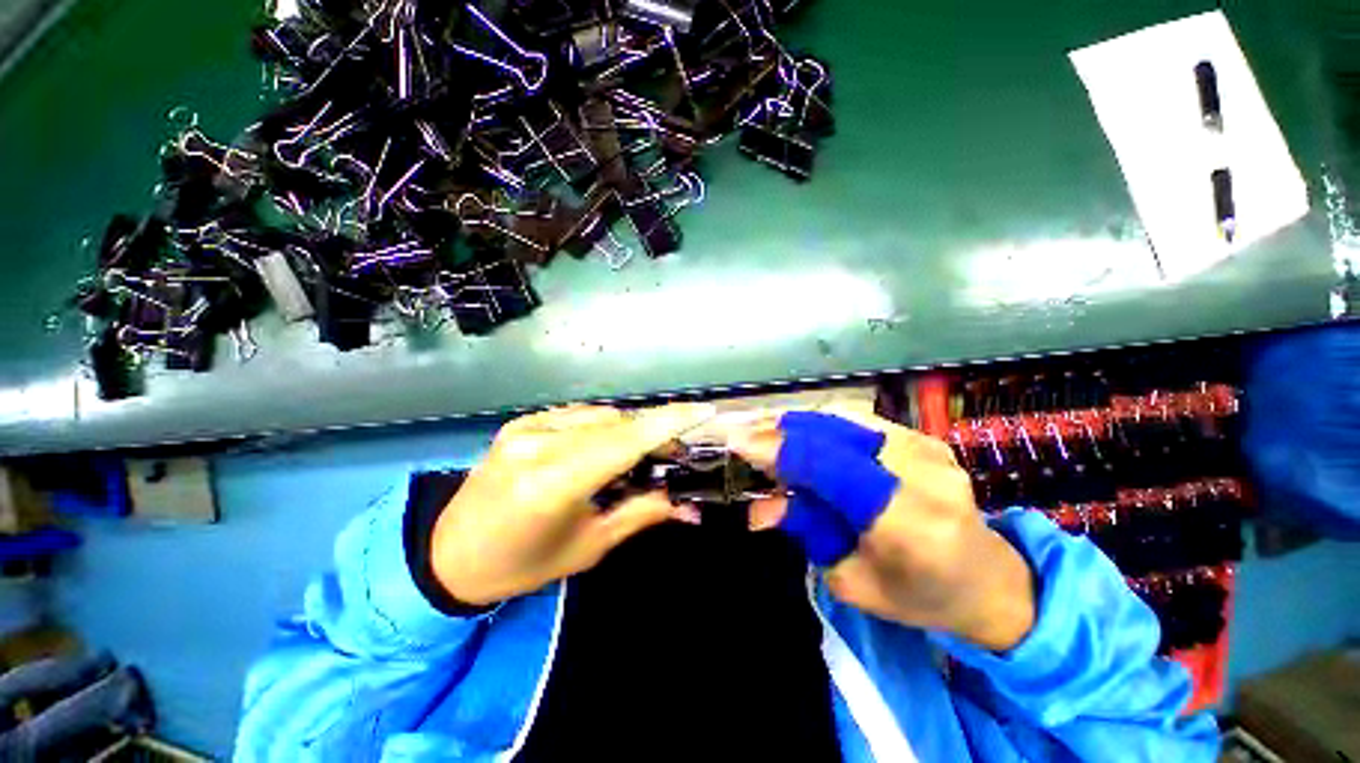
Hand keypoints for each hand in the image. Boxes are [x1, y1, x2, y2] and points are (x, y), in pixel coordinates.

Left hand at [431, 403, 713, 606]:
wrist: (450, 555)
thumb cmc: (523, 564)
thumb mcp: (588, 548)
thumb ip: (640, 513)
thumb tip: (686, 504)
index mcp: (554, 482)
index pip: (625, 441)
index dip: (668, 423)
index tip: (703, 410)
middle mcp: (539, 443)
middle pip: (616, 422)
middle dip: (652, 431)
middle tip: (673, 451)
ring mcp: (525, 427)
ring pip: (599, 414)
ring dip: (627, 429)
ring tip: (639, 453)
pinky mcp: (519, 422)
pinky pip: (576, 415)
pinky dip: (600, 425)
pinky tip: (602, 446)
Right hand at [728, 410, 1035, 650]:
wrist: (986, 579)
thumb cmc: (918, 595)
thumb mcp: (852, 580)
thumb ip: (807, 531)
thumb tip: (758, 505)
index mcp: (910, 522)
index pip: (831, 468)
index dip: (779, 451)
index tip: (737, 444)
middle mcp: (923, 473)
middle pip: (832, 434)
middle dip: (780, 431)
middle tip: (743, 435)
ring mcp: (927, 449)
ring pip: (842, 419)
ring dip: (796, 424)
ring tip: (764, 432)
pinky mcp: (924, 438)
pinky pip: (857, 421)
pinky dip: (820, 425)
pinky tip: (798, 434)